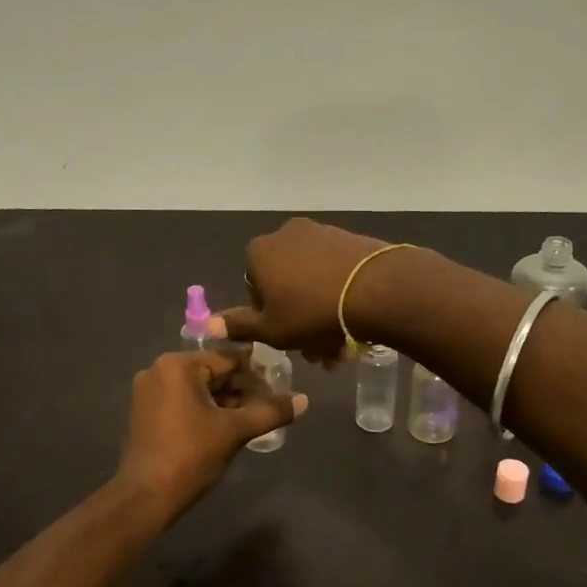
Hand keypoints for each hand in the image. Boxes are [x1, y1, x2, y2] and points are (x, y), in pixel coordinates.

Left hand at [115, 350, 308, 516]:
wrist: (147, 496)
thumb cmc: (191, 455)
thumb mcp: (235, 430)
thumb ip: (270, 411)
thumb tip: (304, 400)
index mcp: (178, 365)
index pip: (228, 359)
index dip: (258, 372)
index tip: (282, 383)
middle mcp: (159, 370)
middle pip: (213, 373)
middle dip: (243, 388)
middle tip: (272, 404)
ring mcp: (149, 392)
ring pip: (200, 389)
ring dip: (227, 401)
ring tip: (257, 417)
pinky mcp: (146, 413)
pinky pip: (185, 402)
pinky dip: (207, 410)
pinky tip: (230, 426)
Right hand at [212, 218, 407, 363]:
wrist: (377, 289)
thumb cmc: (312, 312)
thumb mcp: (271, 329)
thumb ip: (240, 326)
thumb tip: (209, 324)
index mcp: (260, 252)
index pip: (254, 288)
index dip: (269, 316)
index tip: (287, 337)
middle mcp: (287, 235)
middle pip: (287, 286)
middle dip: (300, 321)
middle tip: (317, 352)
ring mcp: (322, 234)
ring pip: (314, 283)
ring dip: (322, 316)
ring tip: (340, 347)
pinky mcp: (352, 240)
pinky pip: (337, 273)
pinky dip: (341, 297)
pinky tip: (356, 325)